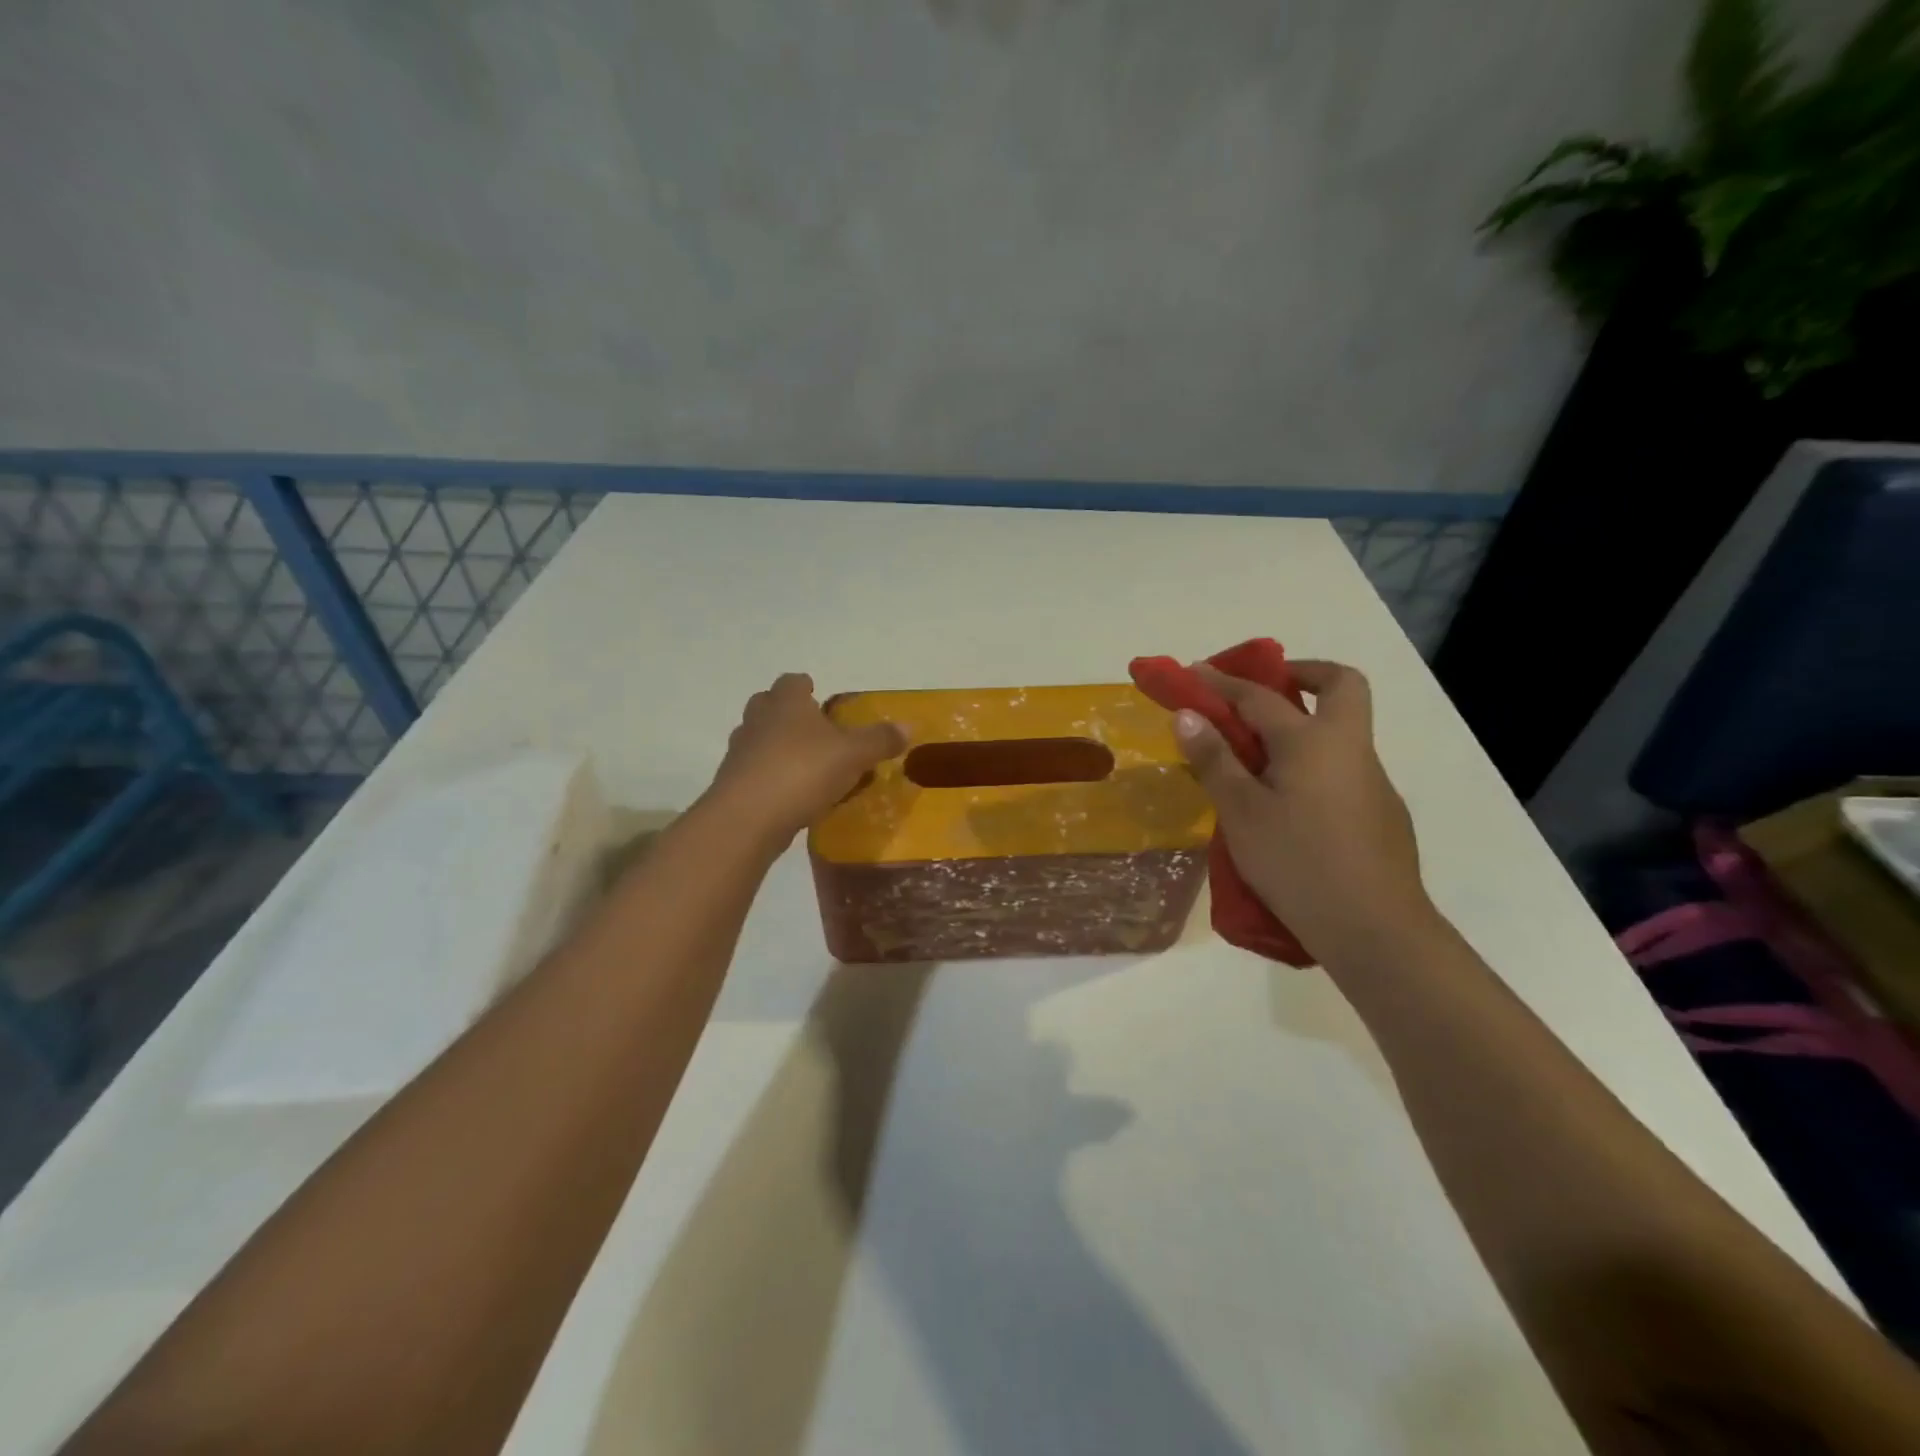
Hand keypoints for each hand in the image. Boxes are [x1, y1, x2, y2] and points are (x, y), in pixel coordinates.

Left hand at [707, 673, 905, 842]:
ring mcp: (740, 752)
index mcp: (786, 703)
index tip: (817, 694)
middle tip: (813, 729)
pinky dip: (771, 777)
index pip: (792, 682)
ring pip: (759, 739)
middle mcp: (758, 720)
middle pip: (768, 705)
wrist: (747, 818)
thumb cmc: (803, 771)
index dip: (805, 686)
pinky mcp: (733, 784)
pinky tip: (792, 795)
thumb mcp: (853, 755)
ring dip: (777, 746)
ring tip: (805, 764)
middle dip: (788, 713)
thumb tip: (907, 726)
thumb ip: (880, 740)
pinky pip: (755, 772)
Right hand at [1173, 660, 1437, 964]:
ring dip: (1305, 724)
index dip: (1221, 682)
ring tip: (1257, 758)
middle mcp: (1350, 748)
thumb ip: (1214, 760)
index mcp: (1313, 741)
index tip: (1192, 671)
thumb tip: (1188, 715)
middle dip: (1303, 673)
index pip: (1259, 696)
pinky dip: (1313, 763)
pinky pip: (1342, 768)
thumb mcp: (1242, 812)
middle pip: (1340, 685)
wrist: (1375, 929)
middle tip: (1264, 690)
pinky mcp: (1381, 812)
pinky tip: (1289, 804)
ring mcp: (1373, 780)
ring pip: (1343, 729)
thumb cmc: (1298, 862)